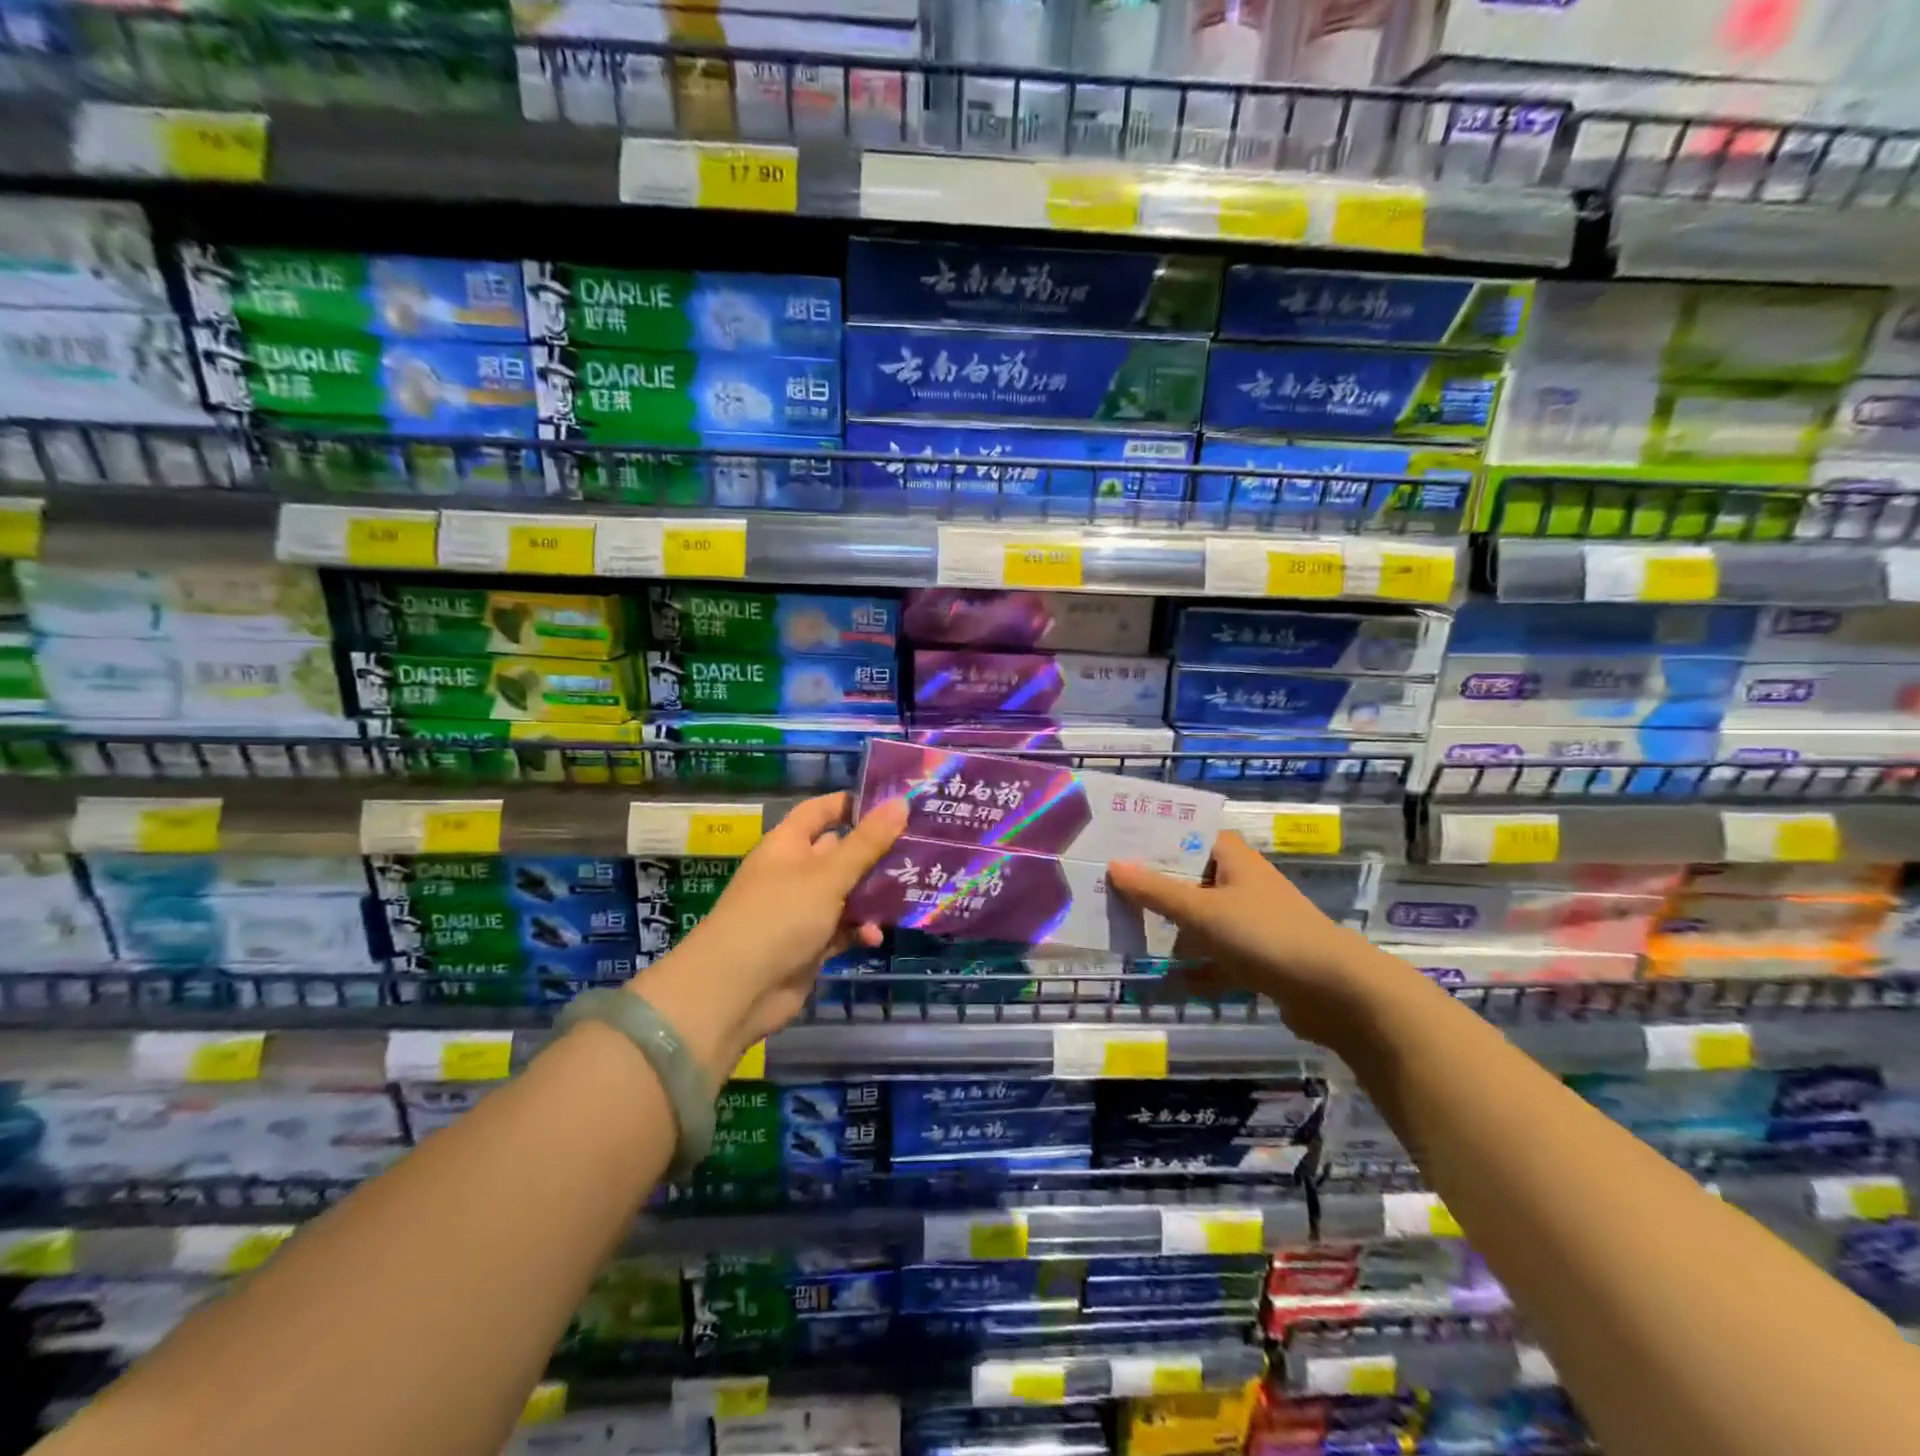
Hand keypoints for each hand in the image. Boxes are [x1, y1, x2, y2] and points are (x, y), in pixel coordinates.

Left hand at [628, 792, 907, 1079]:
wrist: (735, 991)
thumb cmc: (779, 917)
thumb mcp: (827, 876)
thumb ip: (866, 843)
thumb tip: (901, 802)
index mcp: (788, 844)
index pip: (821, 811)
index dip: (852, 804)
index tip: (894, 805)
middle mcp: (794, 872)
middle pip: (841, 852)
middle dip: (875, 853)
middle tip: (919, 849)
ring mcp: (801, 909)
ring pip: (846, 893)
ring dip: (873, 896)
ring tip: (910, 894)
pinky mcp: (809, 944)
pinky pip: (842, 928)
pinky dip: (859, 930)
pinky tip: (875, 937)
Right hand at [1108, 832, 1424, 1051]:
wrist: (1336, 992)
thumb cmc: (1264, 935)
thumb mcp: (1202, 911)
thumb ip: (1156, 891)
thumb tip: (1113, 865)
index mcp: (1233, 859)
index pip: (1189, 833)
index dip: (1155, 836)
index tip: (1117, 842)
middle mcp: (1243, 883)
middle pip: (1190, 877)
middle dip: (1154, 886)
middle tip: (1110, 888)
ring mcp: (1253, 922)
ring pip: (1202, 919)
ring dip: (1173, 928)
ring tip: (1130, 931)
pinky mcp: (1261, 958)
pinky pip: (1218, 957)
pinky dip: (1198, 967)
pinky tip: (1171, 979)